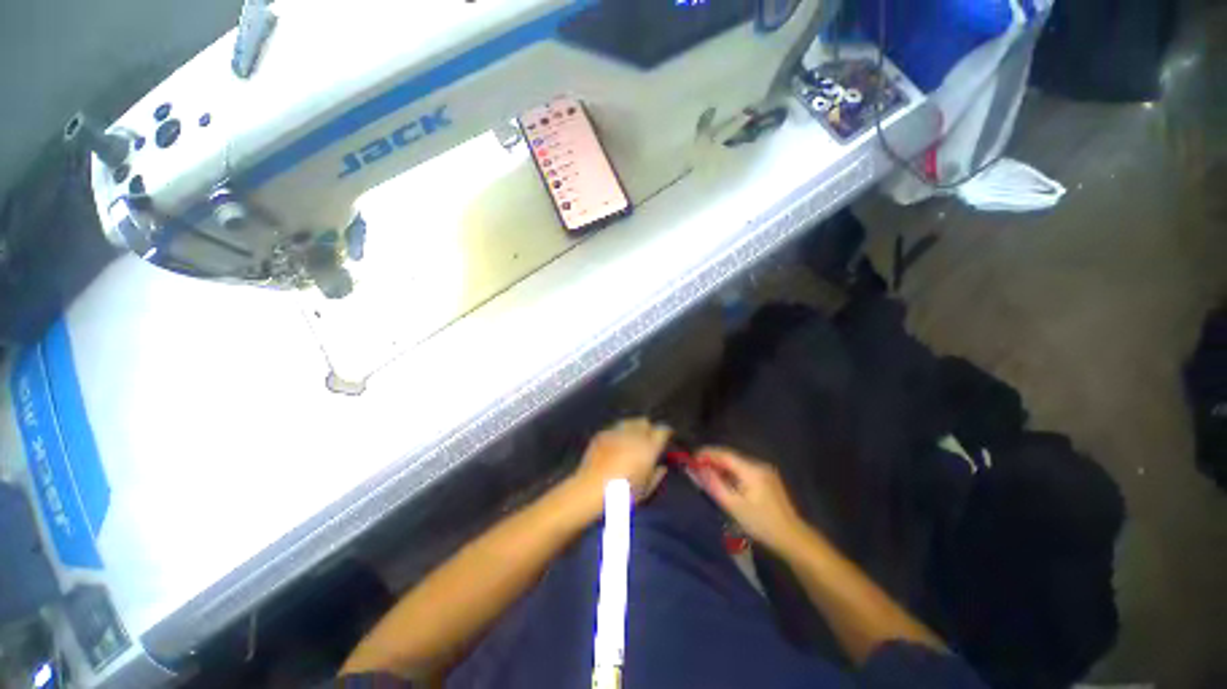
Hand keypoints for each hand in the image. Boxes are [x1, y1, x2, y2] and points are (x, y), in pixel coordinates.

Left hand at [570, 418, 670, 508]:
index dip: (665, 433)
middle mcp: (634, 435)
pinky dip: (619, 434)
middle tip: (647, 442)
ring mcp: (616, 432)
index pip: (663, 430)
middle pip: (646, 422)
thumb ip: (656, 476)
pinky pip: (615, 428)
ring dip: (633, 428)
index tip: (665, 439)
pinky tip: (616, 445)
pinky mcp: (602, 433)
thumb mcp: (645, 490)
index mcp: (648, 448)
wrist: (589, 490)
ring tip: (631, 440)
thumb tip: (661, 467)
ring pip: (630, 421)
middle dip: (648, 429)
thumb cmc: (621, 494)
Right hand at [694, 447, 806, 553]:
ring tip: (706, 475)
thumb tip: (696, 469)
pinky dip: (730, 472)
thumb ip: (714, 484)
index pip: (724, 453)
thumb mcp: (733, 506)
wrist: (792, 538)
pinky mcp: (767, 478)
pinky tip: (723, 482)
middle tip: (695, 468)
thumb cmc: (762, 524)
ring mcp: (764, 470)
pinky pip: (743, 469)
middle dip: (711, 459)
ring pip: (736, 462)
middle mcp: (758, 464)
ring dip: (720, 466)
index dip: (706, 453)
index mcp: (751, 469)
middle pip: (730, 456)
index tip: (691, 458)